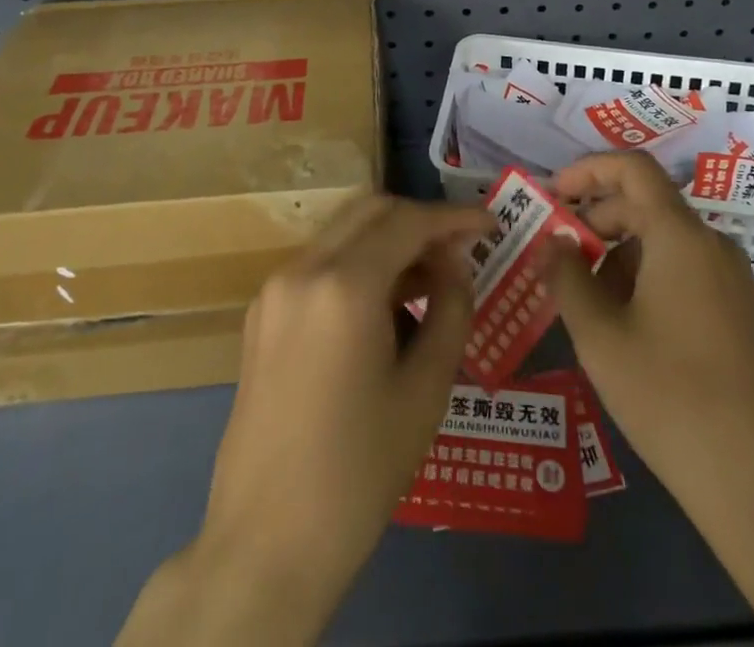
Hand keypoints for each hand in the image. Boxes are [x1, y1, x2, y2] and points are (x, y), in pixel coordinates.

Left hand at [118, 196, 492, 646]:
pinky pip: (321, 261)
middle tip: (459, 251)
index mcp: (344, 285)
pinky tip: (386, 304)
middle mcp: (303, 268)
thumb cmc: (359, 472)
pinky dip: (359, 261)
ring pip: (344, 230)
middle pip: (372, 209)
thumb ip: (450, 308)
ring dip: (389, 239)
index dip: (455, 217)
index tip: (491, 225)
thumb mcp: (425, 390)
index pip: (409, 221)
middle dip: (420, 220)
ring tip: (430, 280)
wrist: (265, 544)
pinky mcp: (262, 312)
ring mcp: (275, 288)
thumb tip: (456, 261)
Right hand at [551, 151, 753, 646]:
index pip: (633, 168)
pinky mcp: (743, 315)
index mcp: (681, 235)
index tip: (554, 194)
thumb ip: (566, 276)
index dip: (589, 170)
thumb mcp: (600, 335)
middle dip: (598, 221)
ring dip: (621, 255)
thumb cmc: (669, 395)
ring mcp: (734, 281)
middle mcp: (713, 244)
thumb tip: (550, 241)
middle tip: (560, 258)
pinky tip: (630, 328)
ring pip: (667, 242)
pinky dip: (650, 278)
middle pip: (647, 205)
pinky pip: (688, 272)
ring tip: (590, 303)